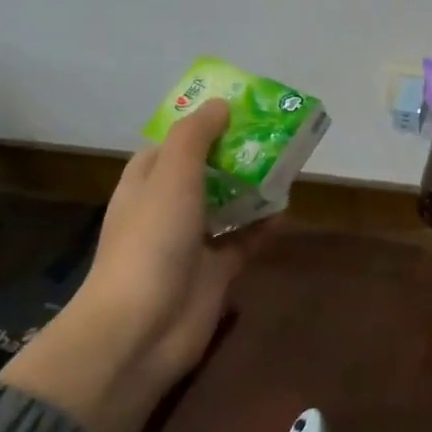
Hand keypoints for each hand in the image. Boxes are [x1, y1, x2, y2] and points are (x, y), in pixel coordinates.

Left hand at [1, 98, 267, 431]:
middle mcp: (168, 208)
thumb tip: (220, 103)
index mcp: (146, 183)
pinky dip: (265, 226)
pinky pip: (246, 239)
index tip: (238, 109)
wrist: (143, 327)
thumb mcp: (170, 175)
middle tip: (275, 135)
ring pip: (228, 205)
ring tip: (289, 165)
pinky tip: (288, 210)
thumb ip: (195, 137)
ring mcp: (192, 242)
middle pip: (206, 172)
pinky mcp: (216, 270)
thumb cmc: (151, 241)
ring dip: (254, 188)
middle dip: (236, 154)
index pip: (172, 145)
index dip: (201, 126)